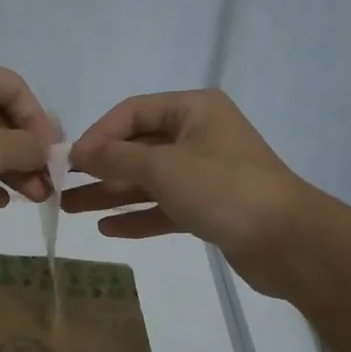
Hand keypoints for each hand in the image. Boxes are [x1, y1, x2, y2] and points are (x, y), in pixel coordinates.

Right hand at [64, 89, 319, 294]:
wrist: (288, 241)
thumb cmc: (223, 189)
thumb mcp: (163, 167)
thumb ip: (117, 159)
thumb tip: (82, 153)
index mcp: (193, 110)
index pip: (132, 112)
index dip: (98, 134)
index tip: (71, 162)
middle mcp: (199, 136)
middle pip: (138, 147)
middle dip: (100, 168)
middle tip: (62, 188)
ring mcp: (205, 173)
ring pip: (148, 180)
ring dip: (111, 194)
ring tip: (72, 210)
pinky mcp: (209, 208)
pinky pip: (164, 207)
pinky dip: (137, 216)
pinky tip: (107, 228)